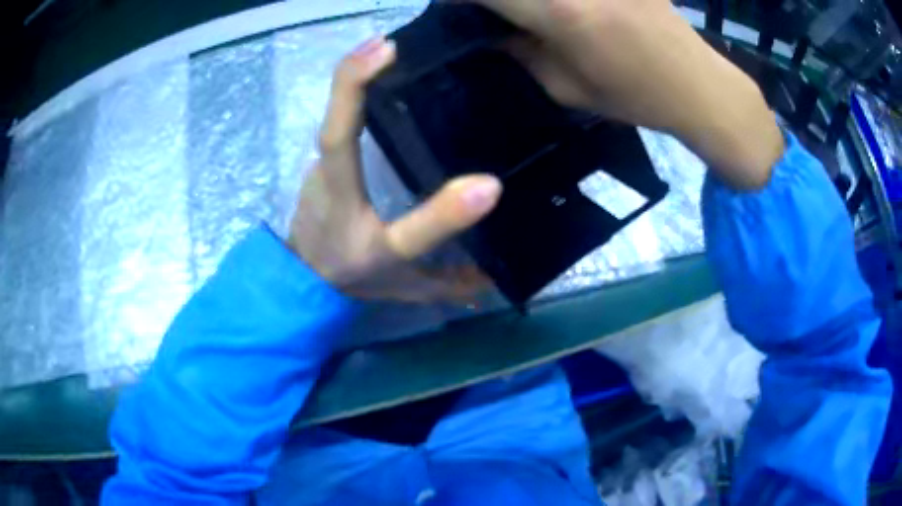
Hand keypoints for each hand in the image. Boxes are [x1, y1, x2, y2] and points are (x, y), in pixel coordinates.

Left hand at [287, 38, 502, 302]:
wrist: (306, 279)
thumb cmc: (352, 274)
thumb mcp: (402, 277)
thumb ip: (449, 276)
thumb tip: (493, 258)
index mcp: (340, 195)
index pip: (338, 136)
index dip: (355, 86)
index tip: (388, 49)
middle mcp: (325, 169)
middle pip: (334, 110)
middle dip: (359, 68)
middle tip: (401, 39)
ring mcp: (322, 161)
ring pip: (336, 110)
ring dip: (360, 72)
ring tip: (400, 48)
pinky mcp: (326, 158)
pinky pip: (342, 116)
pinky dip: (358, 87)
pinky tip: (387, 71)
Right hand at [473, 0, 784, 189]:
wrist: (697, 85)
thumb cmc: (634, 96)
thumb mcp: (567, 88)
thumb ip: (521, 53)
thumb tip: (491, 30)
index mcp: (559, 12)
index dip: (459, 0)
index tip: (458, 10)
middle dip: (497, 1)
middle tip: (501, 17)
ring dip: (534, 4)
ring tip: (538, 17)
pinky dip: (561, 4)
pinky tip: (572, 14)